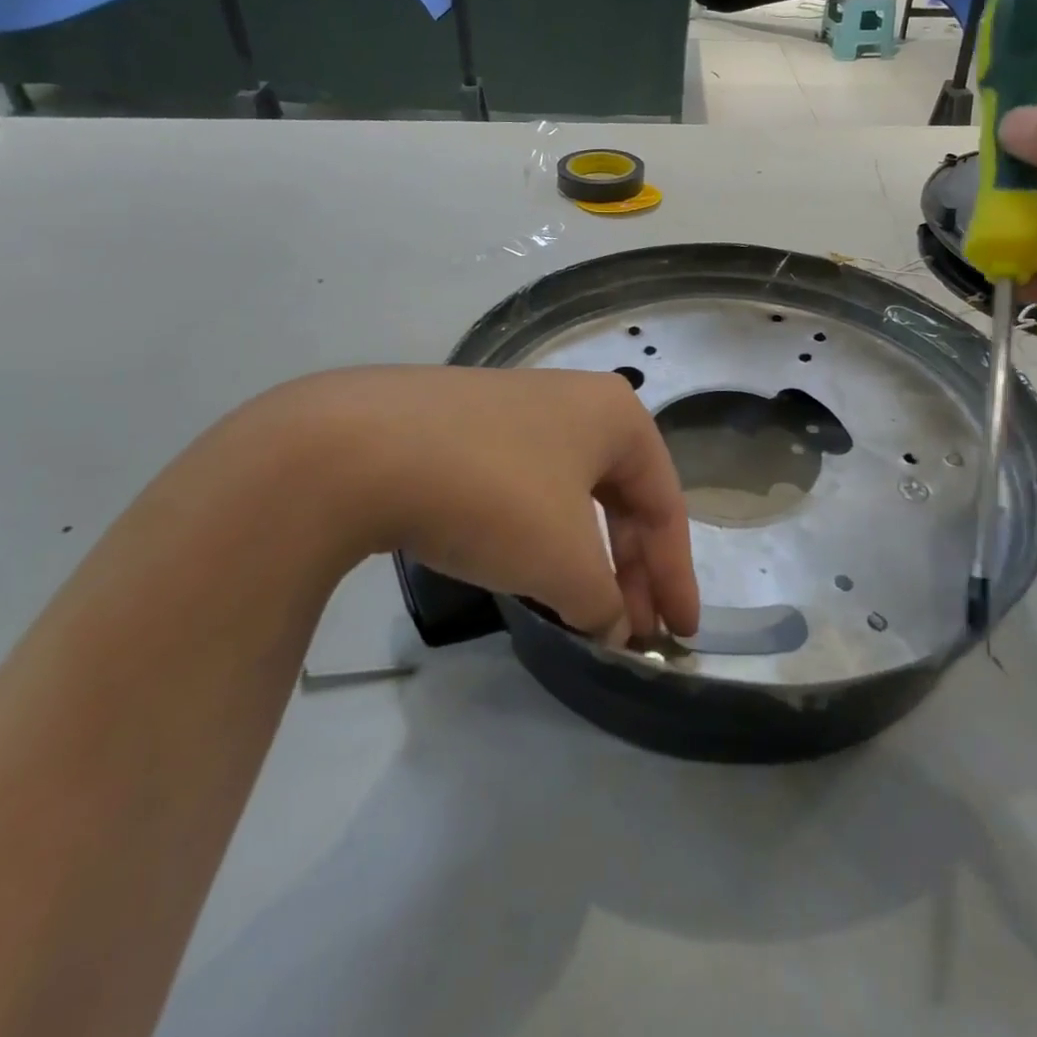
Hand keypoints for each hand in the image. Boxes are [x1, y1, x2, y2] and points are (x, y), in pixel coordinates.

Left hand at [257, 366, 698, 641]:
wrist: (358, 449)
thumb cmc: (493, 496)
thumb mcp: (564, 561)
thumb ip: (604, 601)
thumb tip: (613, 626)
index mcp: (615, 416)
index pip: (663, 504)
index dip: (676, 575)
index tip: (679, 634)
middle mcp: (572, 402)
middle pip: (619, 497)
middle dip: (630, 569)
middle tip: (633, 630)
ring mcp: (513, 410)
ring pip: (570, 495)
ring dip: (583, 556)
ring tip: (581, 608)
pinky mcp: (463, 429)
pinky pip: (524, 488)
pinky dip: (538, 536)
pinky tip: (526, 571)